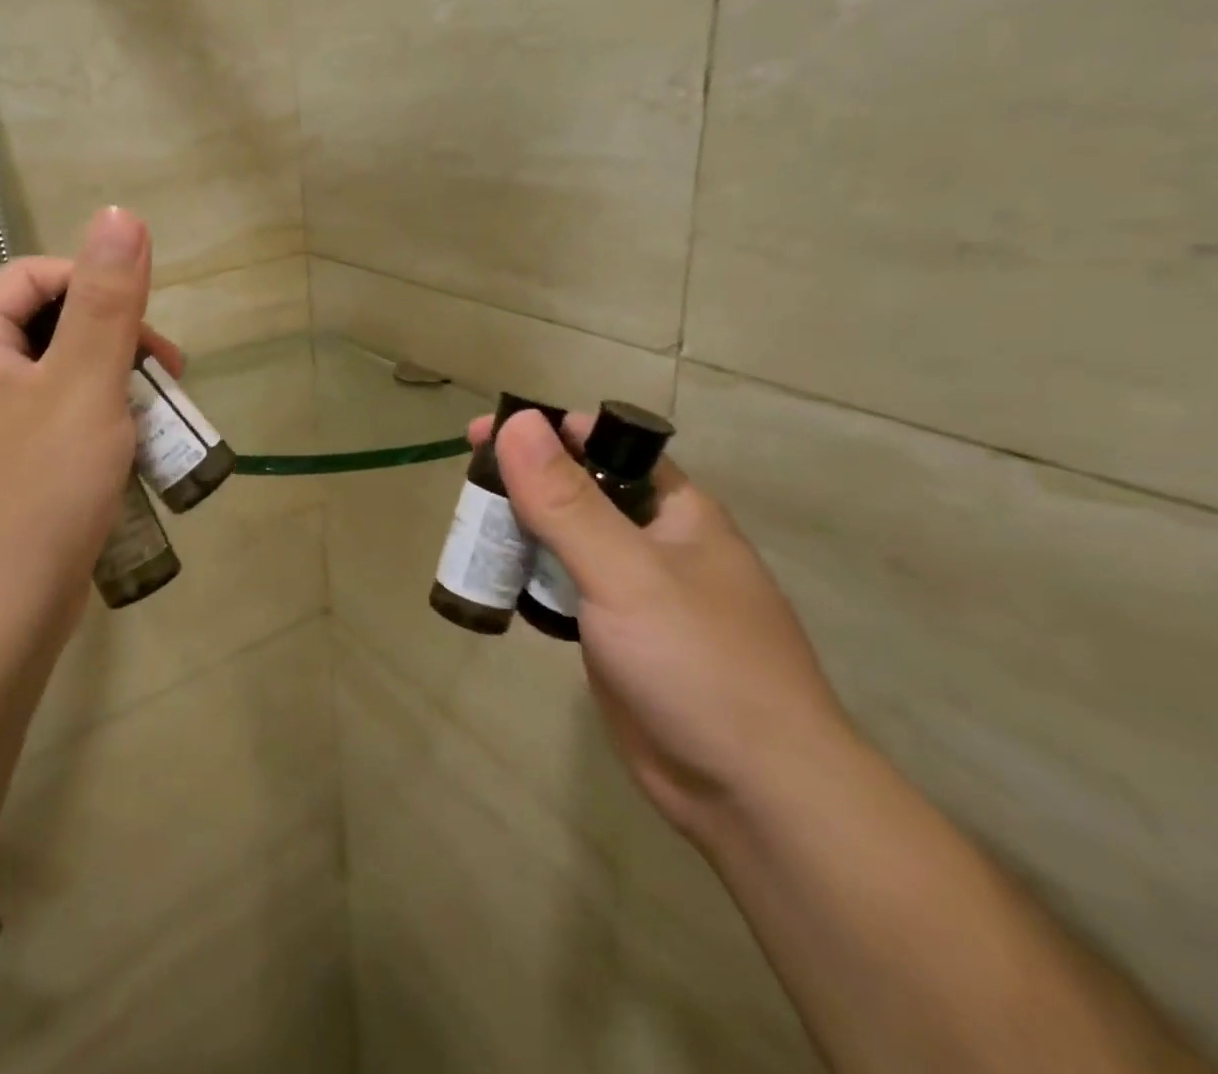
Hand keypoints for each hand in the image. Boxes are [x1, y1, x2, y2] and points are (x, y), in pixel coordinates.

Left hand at [0, 207, 181, 638]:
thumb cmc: (38, 493)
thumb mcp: (84, 385)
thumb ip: (107, 300)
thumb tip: (122, 215)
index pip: (35, 278)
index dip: (96, 286)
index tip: (148, 333)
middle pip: (49, 328)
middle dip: (115, 344)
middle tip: (167, 381)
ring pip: (58, 383)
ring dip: (114, 391)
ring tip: (157, 425)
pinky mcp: (2, 477)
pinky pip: (54, 429)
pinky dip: (97, 431)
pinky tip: (130, 462)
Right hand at [474, 411, 854, 844]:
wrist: (752, 794)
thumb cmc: (697, 662)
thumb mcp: (626, 572)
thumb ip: (566, 500)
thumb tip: (518, 422)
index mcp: (674, 509)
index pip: (602, 444)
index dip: (544, 431)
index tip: (484, 432)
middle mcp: (654, 540)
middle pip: (576, 491)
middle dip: (522, 483)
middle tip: (466, 489)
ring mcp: (633, 590)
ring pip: (565, 541)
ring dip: (520, 532)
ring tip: (468, 534)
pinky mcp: (614, 634)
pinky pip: (562, 588)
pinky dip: (529, 579)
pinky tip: (496, 584)